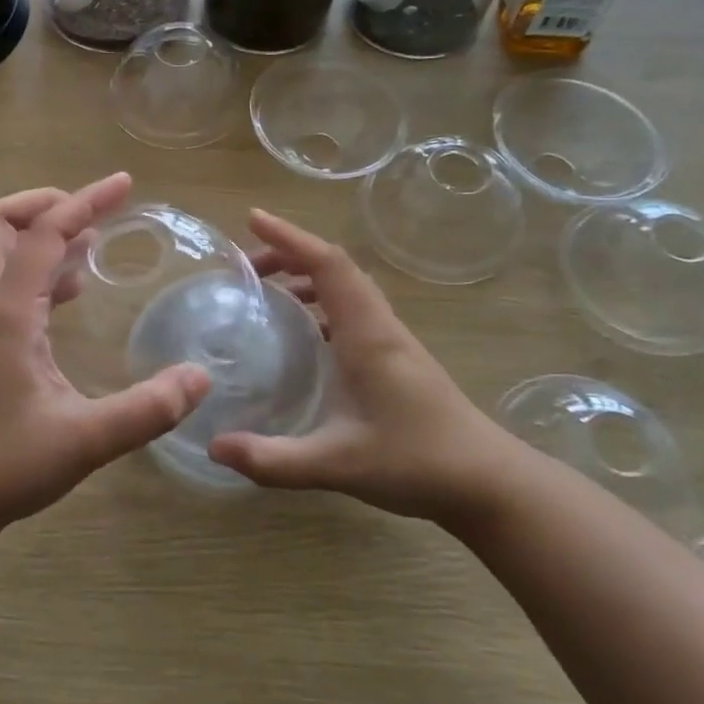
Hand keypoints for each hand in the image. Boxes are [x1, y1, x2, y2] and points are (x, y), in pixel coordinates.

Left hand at [0, 173, 211, 547]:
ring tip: (92, 243)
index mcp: (7, 312)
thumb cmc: (1, 466)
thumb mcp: (84, 440)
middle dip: (46, 204)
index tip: (125, 184)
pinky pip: (6, 286)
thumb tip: (201, 378)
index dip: (85, 201)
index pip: (45, 233)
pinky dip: (38, 272)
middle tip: (95, 212)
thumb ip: (146, 409)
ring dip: (41, 236)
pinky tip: (70, 296)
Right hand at [209, 210, 525, 528]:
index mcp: (367, 334)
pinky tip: (301, 335)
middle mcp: (379, 326)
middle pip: (335, 267)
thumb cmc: (417, 462)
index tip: (253, 221)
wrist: (488, 482)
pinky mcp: (395, 358)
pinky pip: (352, 310)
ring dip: (306, 277)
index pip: (328, 265)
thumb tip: (215, 447)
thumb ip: (273, 459)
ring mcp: (391, 341)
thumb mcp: (336, 464)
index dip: (290, 237)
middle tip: (246, 268)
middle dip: (289, 254)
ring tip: (266, 293)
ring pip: (346, 288)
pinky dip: (321, 303)